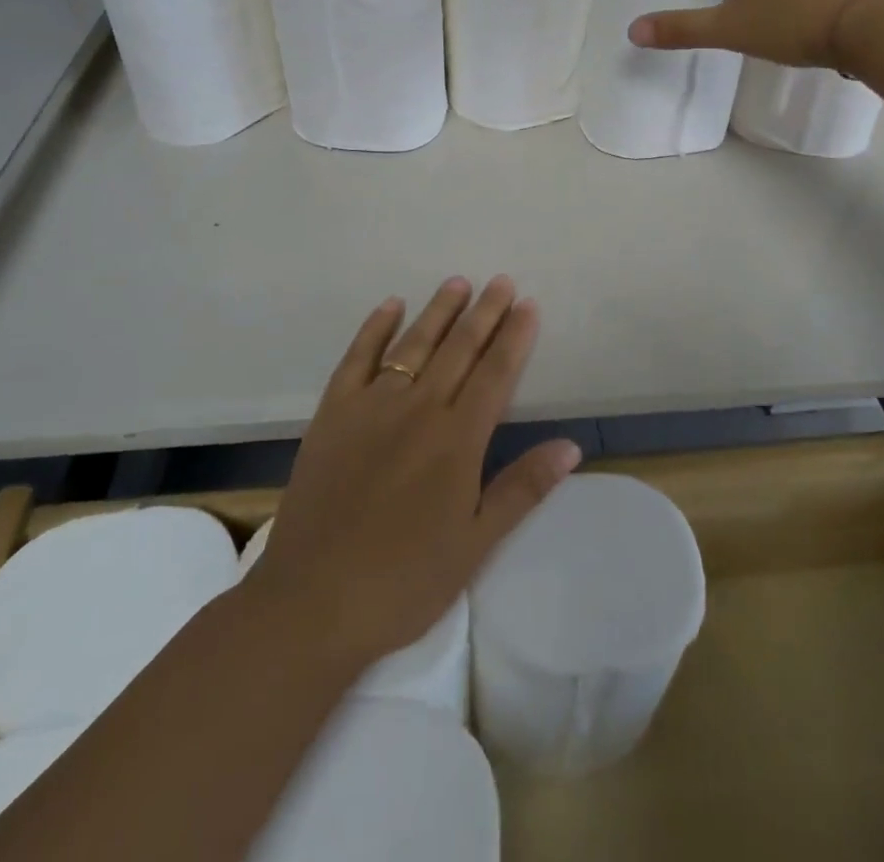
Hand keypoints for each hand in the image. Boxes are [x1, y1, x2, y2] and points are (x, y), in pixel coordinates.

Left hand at [245, 276, 580, 665]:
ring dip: (438, 311)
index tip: (527, 305)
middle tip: (501, 281)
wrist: (312, 601)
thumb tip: (570, 445)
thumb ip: (522, 488)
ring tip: (458, 283)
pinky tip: (391, 305)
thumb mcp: (476, 543)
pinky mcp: (333, 413)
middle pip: (459, 348)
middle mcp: (418, 408)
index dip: (514, 336)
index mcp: (457, 439)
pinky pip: (357, 357)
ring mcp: (371, 406)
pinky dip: (375, 328)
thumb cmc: (404, 580)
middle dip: (484, 313)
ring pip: (413, 344)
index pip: (495, 373)